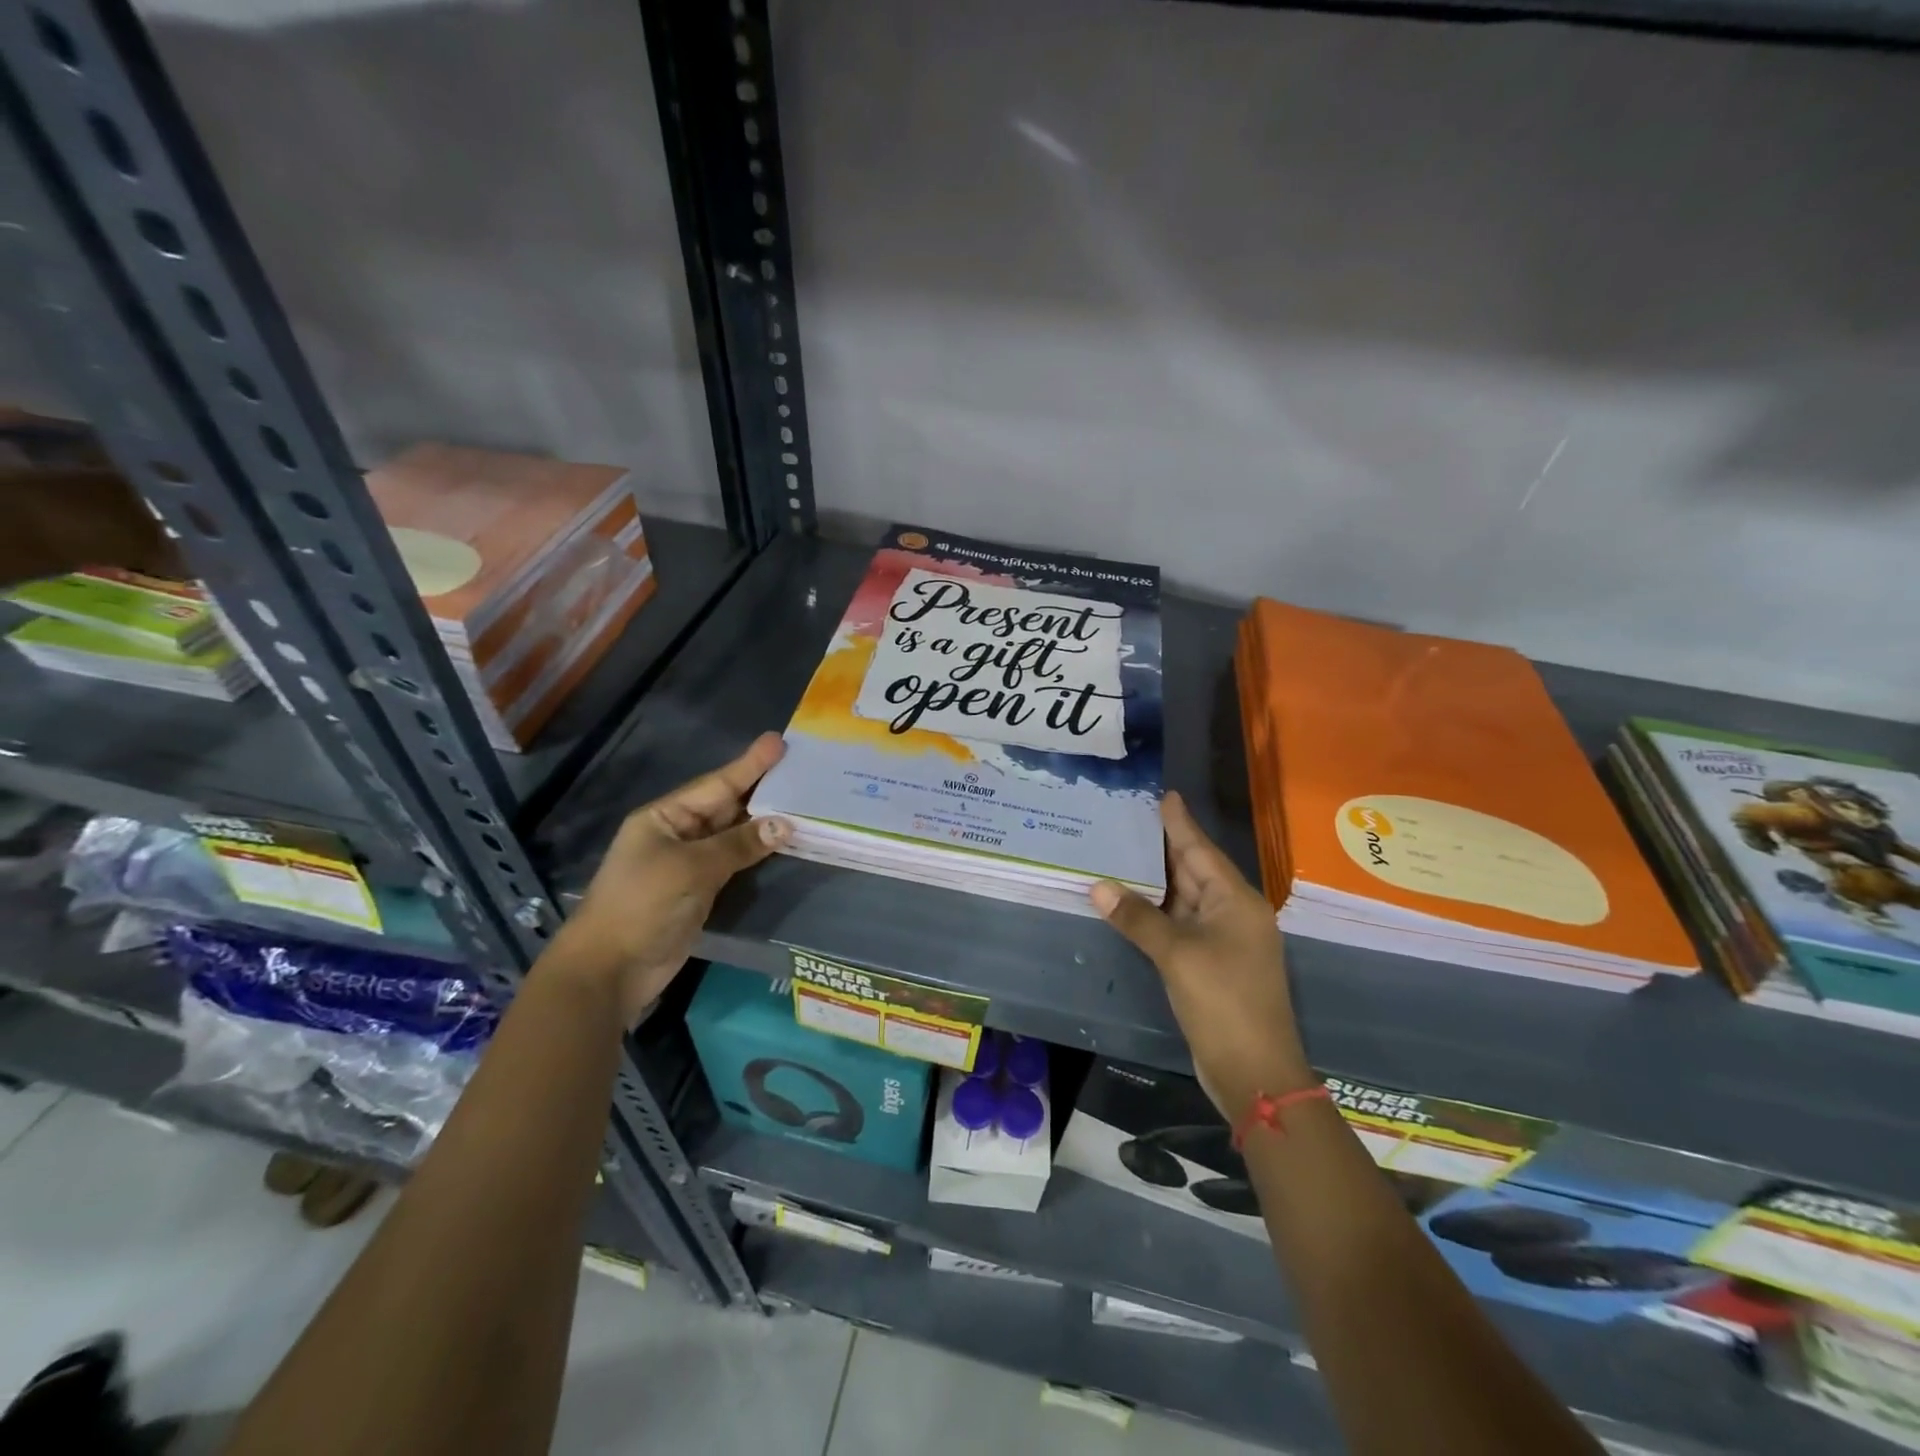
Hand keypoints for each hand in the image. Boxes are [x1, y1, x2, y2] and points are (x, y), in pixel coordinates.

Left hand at [553, 733, 790, 1023]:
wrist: (611, 969)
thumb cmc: (643, 905)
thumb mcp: (691, 868)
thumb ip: (739, 844)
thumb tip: (785, 825)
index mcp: (664, 818)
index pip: (715, 785)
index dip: (749, 765)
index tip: (779, 742)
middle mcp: (677, 834)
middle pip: (726, 806)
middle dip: (761, 789)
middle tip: (800, 769)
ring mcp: (688, 864)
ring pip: (734, 835)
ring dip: (765, 823)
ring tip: (802, 802)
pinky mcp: (700, 890)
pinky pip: (735, 862)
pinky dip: (758, 852)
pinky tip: (783, 843)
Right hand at [1091, 792, 1313, 1115]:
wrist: (1254, 1071)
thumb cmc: (1223, 1002)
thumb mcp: (1177, 955)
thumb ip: (1138, 918)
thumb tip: (1098, 886)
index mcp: (1236, 901)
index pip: (1201, 850)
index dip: (1181, 823)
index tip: (1164, 795)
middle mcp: (1233, 913)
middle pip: (1194, 871)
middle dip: (1163, 847)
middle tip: (1129, 819)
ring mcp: (1223, 940)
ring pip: (1185, 899)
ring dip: (1155, 881)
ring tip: (1122, 851)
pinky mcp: (1211, 963)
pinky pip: (1180, 924)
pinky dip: (1156, 911)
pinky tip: (1131, 901)